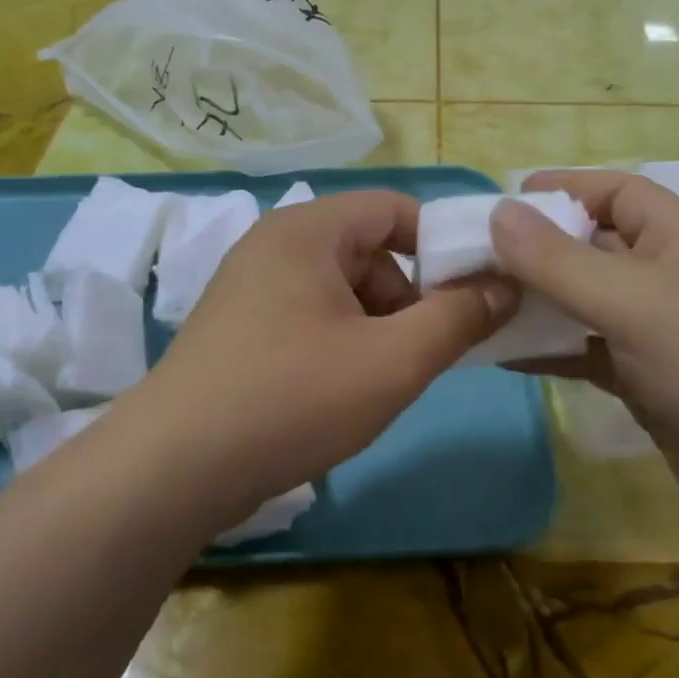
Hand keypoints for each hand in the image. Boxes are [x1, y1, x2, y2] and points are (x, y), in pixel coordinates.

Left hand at [126, 190, 516, 527]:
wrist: (173, 469)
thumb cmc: (292, 399)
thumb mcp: (393, 361)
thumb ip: (458, 318)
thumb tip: (505, 285)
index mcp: (308, 230)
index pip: (396, 208)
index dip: (444, 244)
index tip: (475, 294)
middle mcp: (275, 245)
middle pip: (369, 251)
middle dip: (408, 298)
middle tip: (423, 353)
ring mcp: (250, 287)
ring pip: (342, 290)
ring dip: (376, 328)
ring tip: (379, 383)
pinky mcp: (239, 329)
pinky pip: (310, 317)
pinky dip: (340, 344)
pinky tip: (338, 393)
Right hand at [491, 171, 678, 547]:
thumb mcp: (634, 303)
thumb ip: (560, 262)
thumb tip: (497, 214)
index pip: (617, 193)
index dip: (564, 189)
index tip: (502, 202)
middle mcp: (667, 278)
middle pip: (591, 249)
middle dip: (535, 250)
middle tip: (470, 258)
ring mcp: (656, 334)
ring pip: (583, 305)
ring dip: (534, 303)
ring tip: (474, 304)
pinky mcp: (645, 383)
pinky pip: (585, 353)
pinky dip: (548, 351)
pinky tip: (502, 354)